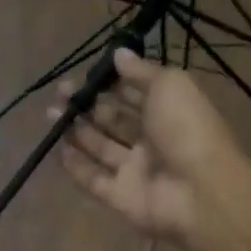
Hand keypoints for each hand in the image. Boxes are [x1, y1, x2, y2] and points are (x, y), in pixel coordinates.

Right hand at [54, 48, 250, 249]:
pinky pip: (93, 179)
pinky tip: (57, 148)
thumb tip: (119, 54)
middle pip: (113, 120)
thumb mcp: (169, 86)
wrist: (199, 192)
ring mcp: (135, 171)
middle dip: (87, 105)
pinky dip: (76, 166)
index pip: (134, 94)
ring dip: (76, 131)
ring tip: (51, 113)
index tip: (85, 74)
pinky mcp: (119, 197)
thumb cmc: (187, 129)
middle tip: (60, 93)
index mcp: (168, 112)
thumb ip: (141, 71)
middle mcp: (151, 141)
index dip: (111, 83)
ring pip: (100, 147)